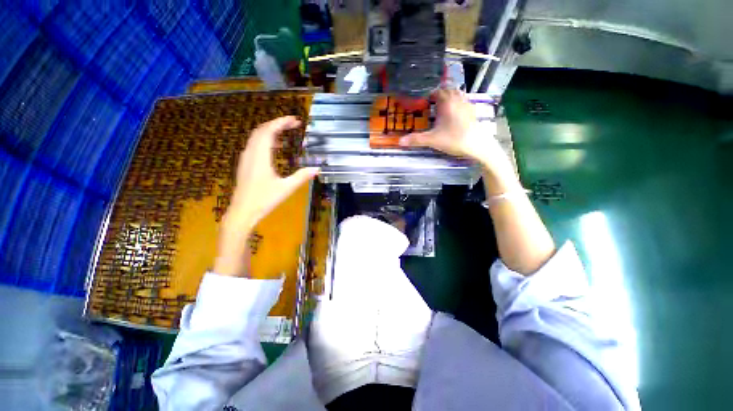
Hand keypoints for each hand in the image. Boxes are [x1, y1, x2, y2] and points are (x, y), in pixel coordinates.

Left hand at [215, 116, 318, 276]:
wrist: (242, 212)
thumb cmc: (264, 200)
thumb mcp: (286, 188)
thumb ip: (302, 176)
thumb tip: (317, 168)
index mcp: (260, 157)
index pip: (269, 131)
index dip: (281, 122)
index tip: (295, 120)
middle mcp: (251, 153)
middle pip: (261, 130)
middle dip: (277, 123)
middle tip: (293, 124)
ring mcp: (246, 158)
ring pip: (256, 137)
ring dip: (270, 130)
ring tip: (285, 131)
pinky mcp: (245, 164)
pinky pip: (254, 145)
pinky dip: (265, 139)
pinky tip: (274, 146)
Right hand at [399, 89, 512, 177]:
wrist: (477, 145)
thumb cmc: (453, 139)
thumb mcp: (432, 140)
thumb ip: (416, 139)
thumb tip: (400, 142)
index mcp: (447, 102)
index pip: (437, 91)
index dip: (430, 94)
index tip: (424, 101)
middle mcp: (457, 99)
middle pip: (448, 90)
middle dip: (439, 94)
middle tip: (431, 104)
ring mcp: (466, 104)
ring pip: (457, 94)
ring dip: (449, 97)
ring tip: (442, 107)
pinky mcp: (472, 111)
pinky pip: (463, 101)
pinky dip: (457, 103)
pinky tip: (454, 113)